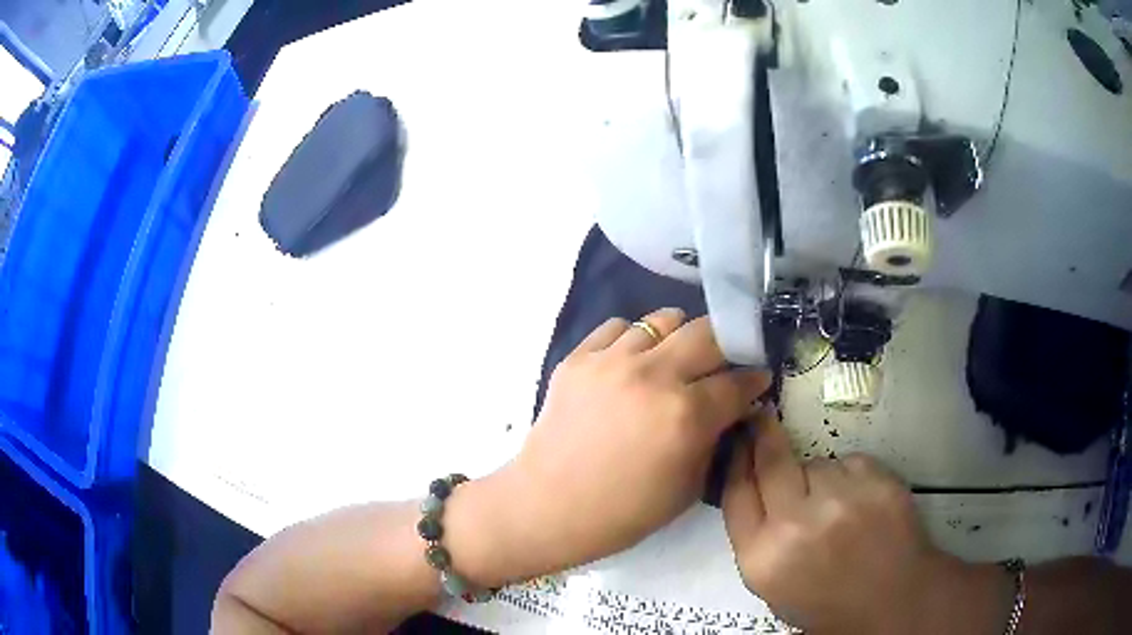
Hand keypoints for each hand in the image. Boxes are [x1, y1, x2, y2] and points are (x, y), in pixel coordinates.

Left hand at [498, 309, 768, 577]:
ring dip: (679, 337)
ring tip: (675, 359)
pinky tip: (632, 363)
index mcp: (686, 415)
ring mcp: (611, 361)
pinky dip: (634, 339)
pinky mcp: (578, 358)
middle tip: (723, 362)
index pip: (736, 382)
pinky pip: (618, 328)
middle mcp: (653, 375)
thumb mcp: (687, 487)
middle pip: (707, 333)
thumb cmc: (623, 512)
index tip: (758, 379)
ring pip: (663, 320)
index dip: (754, 380)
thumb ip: (715, 439)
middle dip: (726, 345)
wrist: (548, 507)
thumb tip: (732, 409)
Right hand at [722, 409, 1010, 633]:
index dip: (736, 460)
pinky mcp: (876, 481)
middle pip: (772, 461)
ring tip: (836, 508)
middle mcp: (796, 524)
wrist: (893, 600)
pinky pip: (850, 463)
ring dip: (818, 476)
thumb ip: (757, 538)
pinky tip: (861, 504)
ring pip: (817, 463)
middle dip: (765, 436)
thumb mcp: (773, 585)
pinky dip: (850, 477)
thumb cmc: (827, 602)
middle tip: (763, 420)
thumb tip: (750, 482)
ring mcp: (841, 499)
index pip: (737, 492)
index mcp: (763, 558)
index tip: (738, 438)